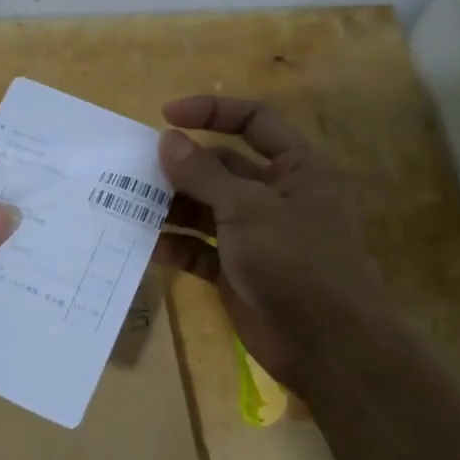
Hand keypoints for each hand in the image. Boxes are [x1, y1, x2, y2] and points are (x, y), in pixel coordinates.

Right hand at [154, 96, 395, 395]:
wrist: (328, 347)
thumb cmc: (297, 263)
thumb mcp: (248, 209)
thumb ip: (204, 174)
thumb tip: (167, 140)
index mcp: (296, 169)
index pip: (253, 121)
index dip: (211, 112)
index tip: (166, 116)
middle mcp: (276, 196)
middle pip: (221, 167)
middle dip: (181, 166)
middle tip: (135, 167)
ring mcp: (255, 235)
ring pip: (206, 208)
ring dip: (172, 206)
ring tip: (131, 204)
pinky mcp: (237, 270)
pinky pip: (200, 249)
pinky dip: (176, 245)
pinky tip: (148, 245)